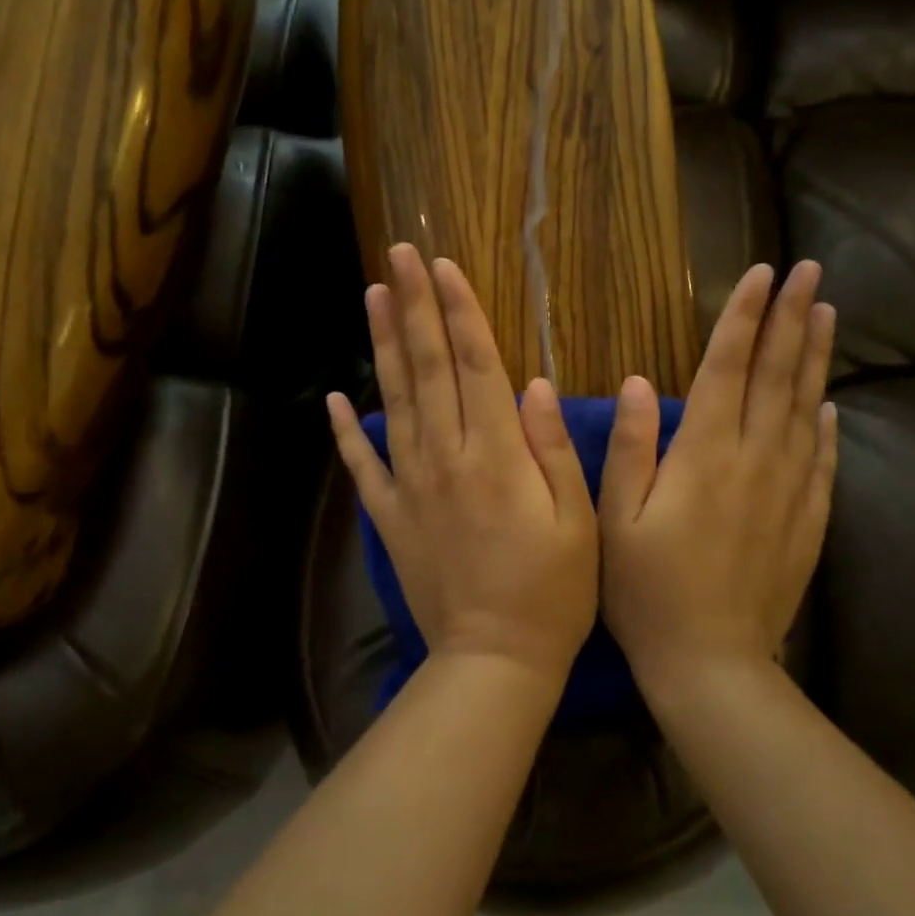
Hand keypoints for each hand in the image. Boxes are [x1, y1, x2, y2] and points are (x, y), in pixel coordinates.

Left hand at [327, 245, 598, 684]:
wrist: (494, 660)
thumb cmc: (553, 592)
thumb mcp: (578, 520)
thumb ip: (552, 448)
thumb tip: (534, 383)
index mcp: (496, 455)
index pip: (475, 365)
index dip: (459, 311)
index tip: (442, 265)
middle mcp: (446, 458)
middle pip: (428, 369)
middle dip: (415, 307)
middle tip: (398, 255)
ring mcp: (411, 487)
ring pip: (394, 402)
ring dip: (384, 346)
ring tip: (373, 297)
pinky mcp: (390, 517)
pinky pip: (363, 467)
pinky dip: (346, 431)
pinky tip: (336, 397)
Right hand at [599, 261, 837, 694]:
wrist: (712, 662)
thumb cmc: (647, 590)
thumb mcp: (617, 519)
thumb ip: (630, 447)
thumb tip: (637, 381)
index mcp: (704, 454)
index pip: (727, 367)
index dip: (743, 317)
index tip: (762, 274)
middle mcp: (754, 460)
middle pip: (776, 376)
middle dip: (791, 319)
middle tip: (811, 273)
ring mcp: (788, 490)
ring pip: (805, 408)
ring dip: (815, 358)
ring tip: (826, 314)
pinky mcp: (806, 522)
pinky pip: (821, 460)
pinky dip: (826, 425)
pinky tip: (829, 403)